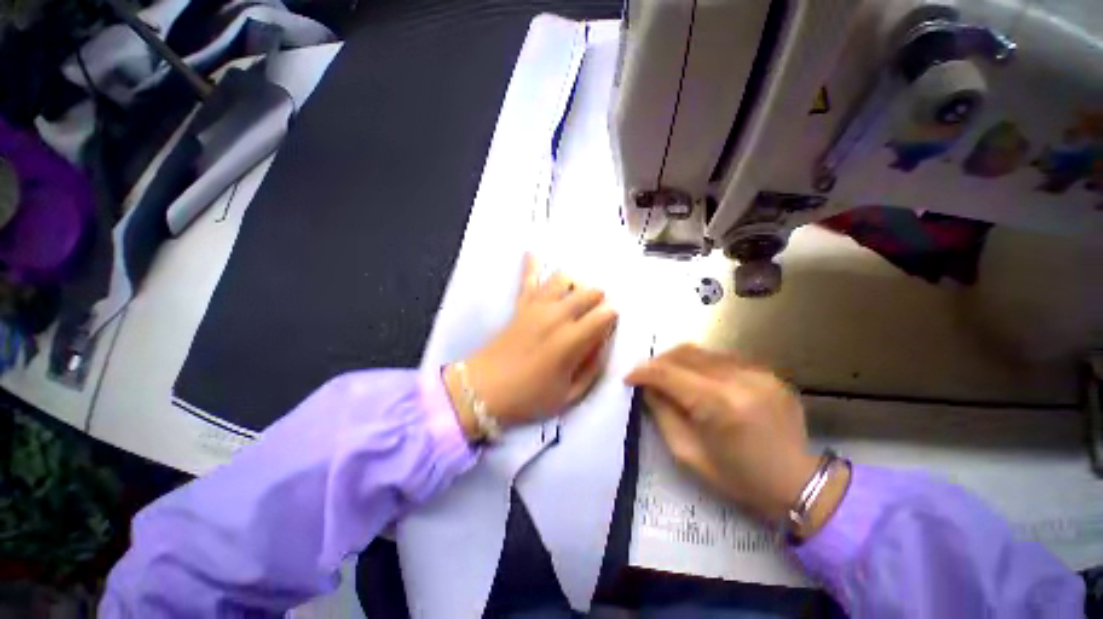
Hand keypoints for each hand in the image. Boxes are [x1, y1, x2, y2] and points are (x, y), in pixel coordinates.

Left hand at [446, 254, 617, 436]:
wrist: (483, 390)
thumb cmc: (528, 398)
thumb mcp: (569, 396)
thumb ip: (592, 369)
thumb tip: (602, 346)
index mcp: (571, 340)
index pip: (604, 315)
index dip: (612, 317)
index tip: (610, 324)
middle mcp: (556, 316)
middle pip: (588, 292)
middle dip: (598, 299)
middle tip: (596, 313)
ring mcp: (536, 307)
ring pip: (563, 279)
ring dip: (574, 284)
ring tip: (575, 295)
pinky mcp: (520, 306)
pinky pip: (527, 279)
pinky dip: (531, 264)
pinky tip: (533, 252)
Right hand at [626, 345, 845, 531]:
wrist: (798, 484)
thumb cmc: (738, 478)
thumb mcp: (688, 453)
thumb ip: (663, 413)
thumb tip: (648, 387)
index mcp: (718, 405)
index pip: (668, 373)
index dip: (643, 372)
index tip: (629, 378)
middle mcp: (739, 379)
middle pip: (684, 353)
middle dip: (658, 361)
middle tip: (647, 375)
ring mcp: (758, 372)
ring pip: (703, 351)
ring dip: (678, 360)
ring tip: (669, 375)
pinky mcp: (768, 372)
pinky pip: (723, 358)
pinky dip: (702, 364)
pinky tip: (699, 379)